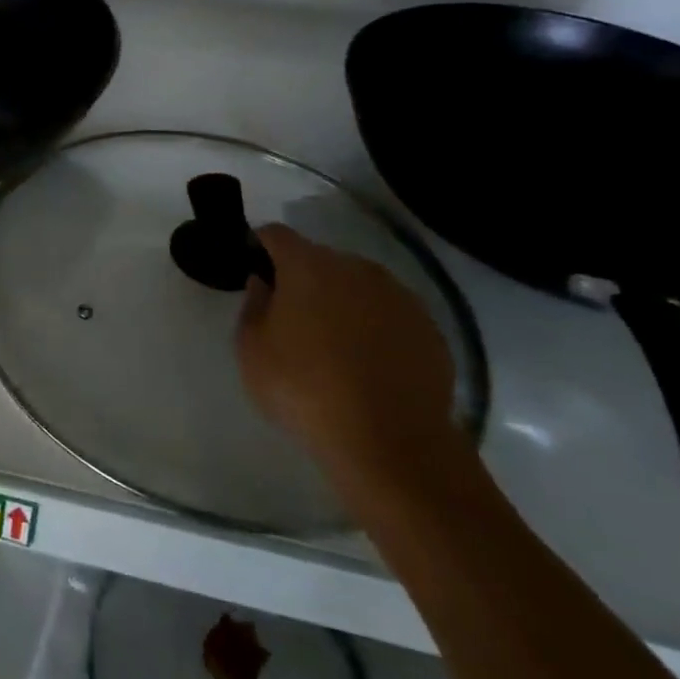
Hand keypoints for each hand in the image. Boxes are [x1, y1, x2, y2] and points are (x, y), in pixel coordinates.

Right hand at [236, 224, 460, 483]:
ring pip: (358, 286)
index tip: (253, 270)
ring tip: (334, 344)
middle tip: (292, 317)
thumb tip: (264, 284)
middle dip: (303, 278)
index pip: (276, 234)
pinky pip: (389, 315)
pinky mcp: (428, 329)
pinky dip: (375, 328)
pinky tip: (368, 364)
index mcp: (307, 265)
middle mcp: (355, 268)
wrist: (390, 444)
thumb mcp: (251, 350)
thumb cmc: (304, 390)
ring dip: (342, 301)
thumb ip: (253, 305)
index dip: (260, 247)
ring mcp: (398, 296)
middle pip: (320, 259)